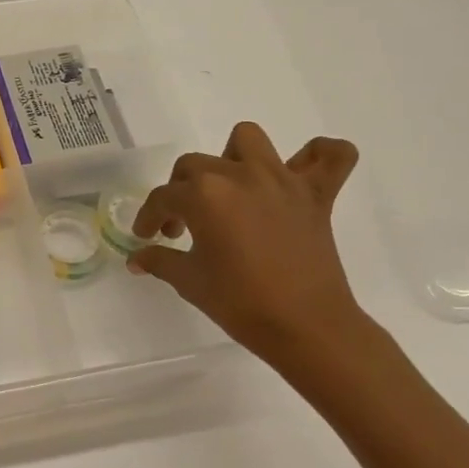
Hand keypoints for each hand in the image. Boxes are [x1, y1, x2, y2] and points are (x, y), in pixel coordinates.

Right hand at [129, 123, 368, 373]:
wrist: (306, 328)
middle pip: (195, 166)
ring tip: (231, 188)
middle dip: (181, 191)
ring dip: (233, 157)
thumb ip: (159, 261)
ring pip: (249, 140)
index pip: (164, 197)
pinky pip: (332, 157)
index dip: (150, 217)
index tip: (146, 235)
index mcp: (204, 195)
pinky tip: (302, 171)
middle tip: (183, 226)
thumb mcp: (189, 282)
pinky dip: (320, 155)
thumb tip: (136, 258)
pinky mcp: (315, 195)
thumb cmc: (240, 304)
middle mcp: (239, 175)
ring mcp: (280, 181)